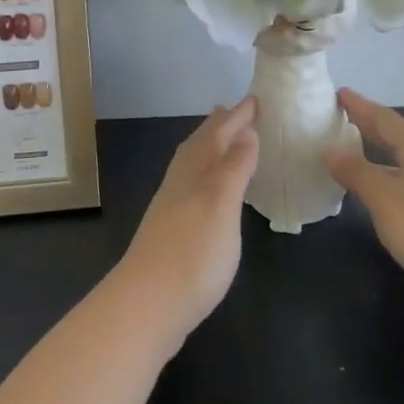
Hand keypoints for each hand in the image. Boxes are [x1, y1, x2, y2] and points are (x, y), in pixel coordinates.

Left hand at [114, 98, 259, 351]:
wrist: (147, 305)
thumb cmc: (193, 253)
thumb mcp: (221, 205)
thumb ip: (234, 168)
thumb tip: (246, 131)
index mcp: (196, 172)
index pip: (219, 134)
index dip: (238, 117)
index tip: (256, 98)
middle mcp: (181, 183)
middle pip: (200, 146)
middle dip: (219, 127)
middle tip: (234, 110)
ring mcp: (172, 208)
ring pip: (192, 165)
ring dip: (208, 149)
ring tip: (221, 141)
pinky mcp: (171, 232)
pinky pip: (191, 187)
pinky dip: (204, 177)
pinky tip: (207, 193)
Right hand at [325, 89, 403, 322]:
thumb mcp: (385, 198)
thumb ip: (356, 172)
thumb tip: (330, 150)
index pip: (387, 120)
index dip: (362, 106)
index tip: (339, 93)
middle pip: (397, 139)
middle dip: (370, 127)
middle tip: (342, 118)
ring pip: (402, 166)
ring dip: (377, 157)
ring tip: (351, 155)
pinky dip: (385, 183)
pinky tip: (375, 198)